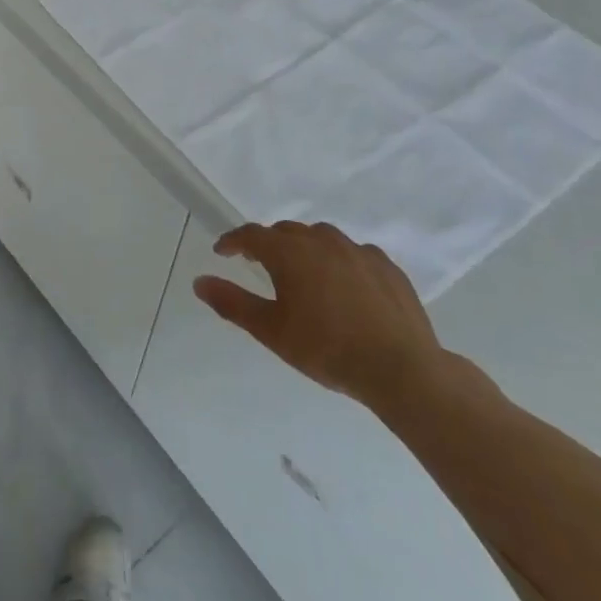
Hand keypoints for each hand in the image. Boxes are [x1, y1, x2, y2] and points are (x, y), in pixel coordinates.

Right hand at [192, 220, 443, 413]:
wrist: (402, 369)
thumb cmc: (327, 349)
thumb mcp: (271, 331)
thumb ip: (232, 302)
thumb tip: (198, 281)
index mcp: (289, 252)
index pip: (251, 234)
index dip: (233, 241)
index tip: (222, 252)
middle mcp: (321, 241)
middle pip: (286, 231)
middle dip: (268, 243)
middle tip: (259, 263)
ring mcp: (358, 251)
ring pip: (321, 237)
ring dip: (304, 247)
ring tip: (302, 271)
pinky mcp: (387, 267)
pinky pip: (354, 252)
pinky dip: (339, 260)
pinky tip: (343, 283)